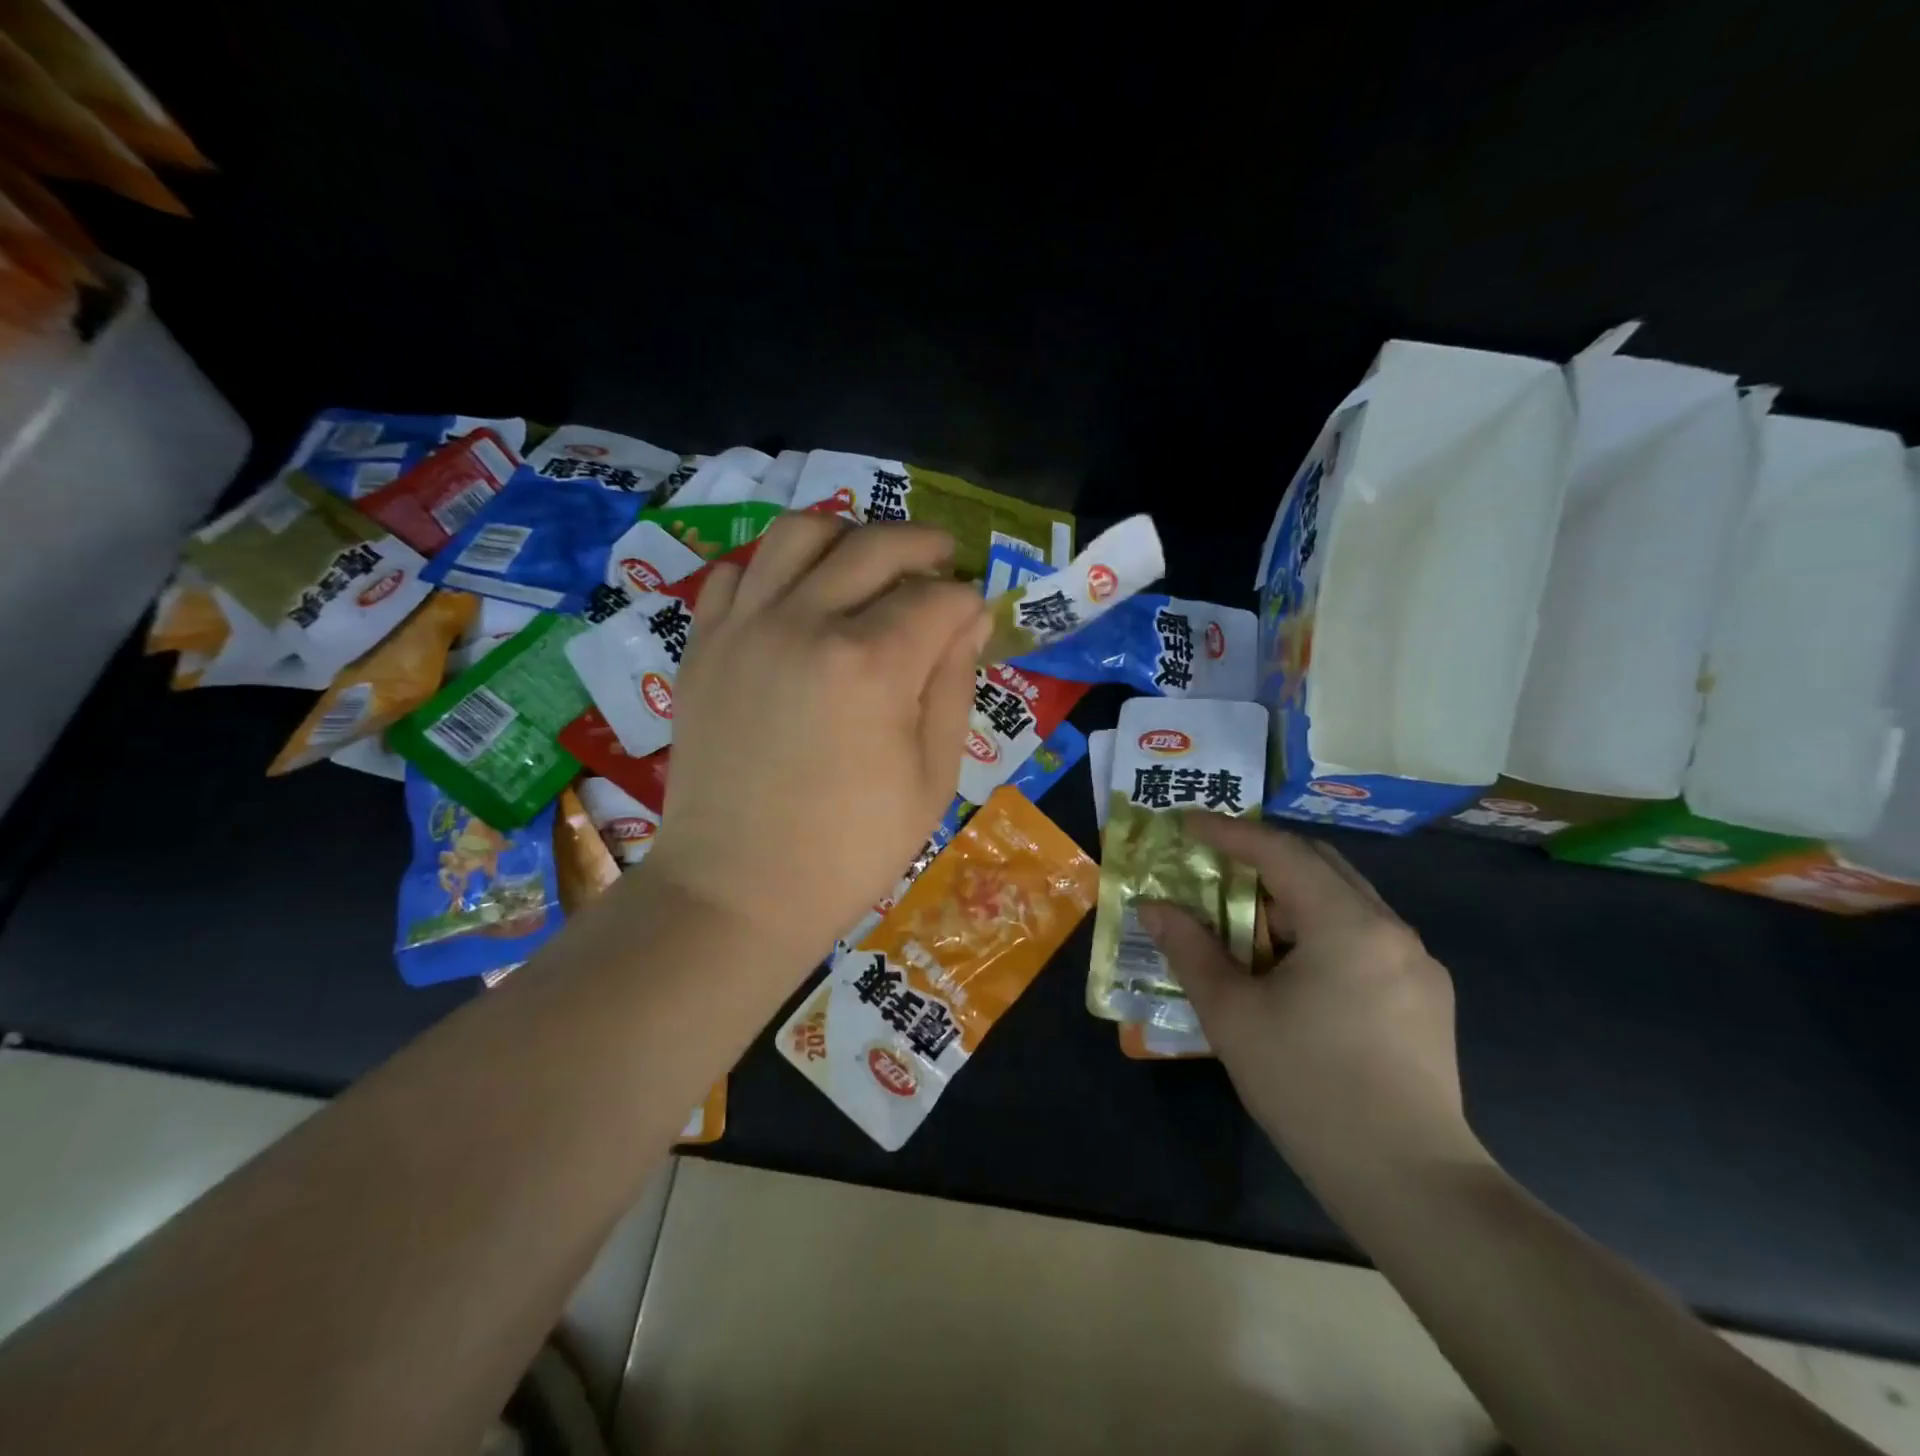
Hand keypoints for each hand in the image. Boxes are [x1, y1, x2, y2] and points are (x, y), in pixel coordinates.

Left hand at [642, 513, 990, 971]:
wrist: (738, 889)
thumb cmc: (850, 849)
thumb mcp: (932, 777)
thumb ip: (954, 685)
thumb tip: (970, 618)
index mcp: (872, 664)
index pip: (939, 598)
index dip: (968, 603)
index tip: (974, 620)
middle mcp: (805, 622)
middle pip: (876, 545)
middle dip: (923, 545)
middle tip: (942, 561)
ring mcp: (744, 627)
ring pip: (800, 533)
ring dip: (848, 536)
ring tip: (867, 563)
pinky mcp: (703, 646)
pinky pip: (738, 573)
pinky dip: (775, 570)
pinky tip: (796, 601)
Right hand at [1138, 816, 1488, 1194]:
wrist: (1410, 1183)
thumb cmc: (1309, 1088)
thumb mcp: (1233, 1015)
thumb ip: (1190, 950)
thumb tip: (1154, 907)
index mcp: (1347, 924)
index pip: (1281, 852)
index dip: (1230, 833)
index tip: (1188, 823)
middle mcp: (1391, 929)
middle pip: (1320, 866)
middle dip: (1263, 857)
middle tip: (1215, 865)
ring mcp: (1417, 965)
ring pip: (1345, 902)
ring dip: (1292, 896)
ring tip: (1246, 921)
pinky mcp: (1426, 997)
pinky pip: (1364, 937)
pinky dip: (1320, 929)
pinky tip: (1293, 968)